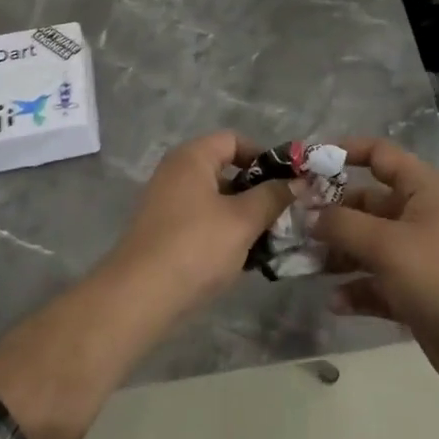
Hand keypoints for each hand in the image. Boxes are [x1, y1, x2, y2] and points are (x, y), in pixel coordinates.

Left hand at [108, 132, 291, 314]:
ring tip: (272, 240)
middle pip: (226, 170)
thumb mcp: (243, 220)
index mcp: (192, 158)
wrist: (139, 297)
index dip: (264, 156)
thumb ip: (273, 197)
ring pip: (216, 200)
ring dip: (245, 216)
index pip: (234, 140)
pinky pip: (203, 222)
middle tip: (285, 214)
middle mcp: (176, 173)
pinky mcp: (165, 233)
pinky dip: (225, 233)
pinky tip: (246, 258)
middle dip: (258, 191)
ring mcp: (167, 204)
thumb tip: (299, 181)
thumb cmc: (196, 246)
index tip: (288, 182)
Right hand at [314, 137, 438, 394]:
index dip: (345, 151)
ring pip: (367, 244)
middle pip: (366, 202)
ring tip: (305, 266)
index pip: (379, 154)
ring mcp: (416, 254)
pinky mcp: (413, 290)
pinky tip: (335, 302)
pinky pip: (375, 281)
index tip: (308, 163)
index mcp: (421, 189)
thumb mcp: (386, 244)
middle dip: (331, 214)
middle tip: (295, 226)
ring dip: (337, 254)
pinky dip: (356, 289)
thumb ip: (342, 225)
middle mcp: (418, 215)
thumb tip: (310, 215)